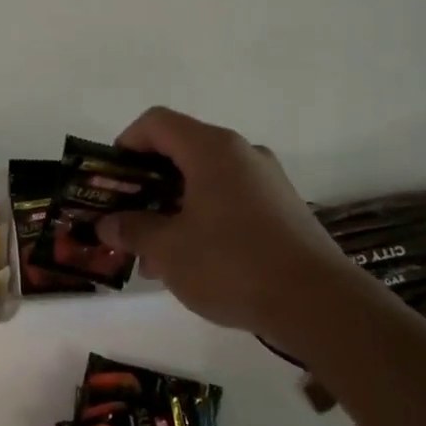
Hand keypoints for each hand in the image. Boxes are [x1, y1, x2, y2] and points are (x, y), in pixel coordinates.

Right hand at [94, 107, 355, 347]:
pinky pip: (229, 200)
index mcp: (211, 149)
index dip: (125, 144)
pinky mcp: (282, 208)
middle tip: (126, 223)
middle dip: (146, 187)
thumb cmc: (231, 264)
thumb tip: (108, 224)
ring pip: (204, 181)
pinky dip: (202, 219)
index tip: (110, 182)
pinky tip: (191, 262)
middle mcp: (242, 154)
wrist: (316, 302)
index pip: (156, 123)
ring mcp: (266, 180)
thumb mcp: (168, 250)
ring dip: (172, 209)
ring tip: (154, 256)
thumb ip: (132, 230)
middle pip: (180, 152)